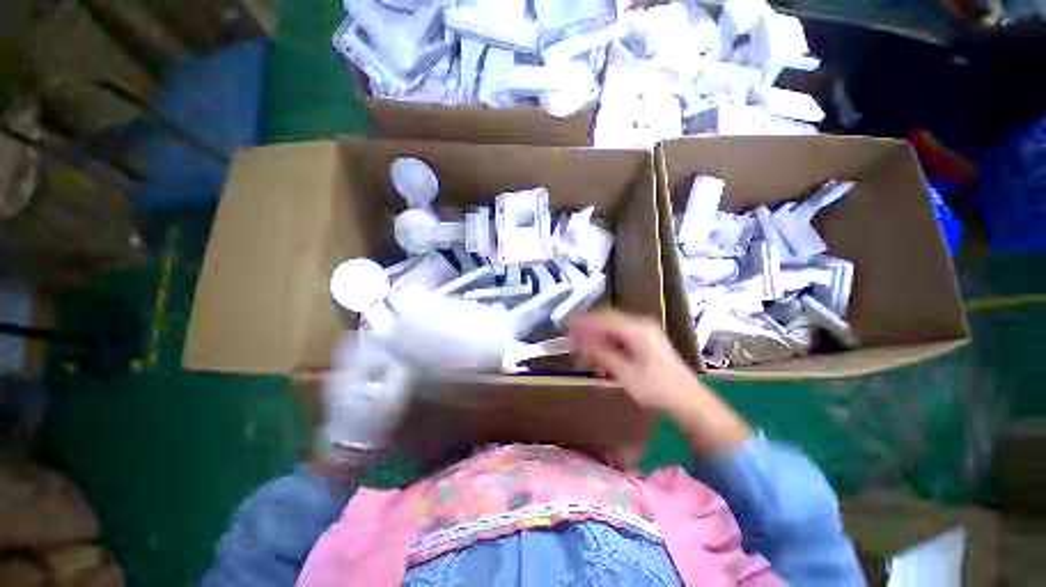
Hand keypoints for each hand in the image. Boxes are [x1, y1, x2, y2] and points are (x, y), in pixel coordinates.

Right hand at [568, 311, 699, 413]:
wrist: (689, 402)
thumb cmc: (657, 389)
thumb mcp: (625, 374)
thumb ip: (602, 355)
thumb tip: (581, 342)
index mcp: (637, 330)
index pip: (603, 319)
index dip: (583, 323)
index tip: (567, 326)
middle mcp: (641, 326)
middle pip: (607, 321)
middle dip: (588, 329)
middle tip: (571, 339)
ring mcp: (645, 333)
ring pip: (613, 329)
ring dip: (596, 337)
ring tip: (582, 349)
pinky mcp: (646, 342)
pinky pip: (620, 337)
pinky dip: (607, 343)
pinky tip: (599, 354)